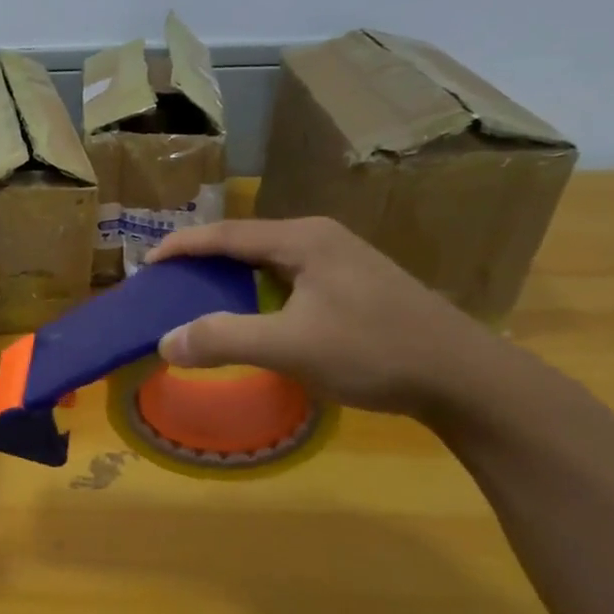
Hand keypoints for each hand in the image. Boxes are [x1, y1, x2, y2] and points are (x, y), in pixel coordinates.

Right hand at [148, 217, 510, 419]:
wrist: (466, 379)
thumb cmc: (374, 351)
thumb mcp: (290, 347)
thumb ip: (223, 340)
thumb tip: (164, 342)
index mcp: (303, 239)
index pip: (226, 234)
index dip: (182, 246)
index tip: (147, 263)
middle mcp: (321, 239)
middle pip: (246, 242)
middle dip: (203, 260)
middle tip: (168, 283)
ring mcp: (343, 261)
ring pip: (269, 261)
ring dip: (231, 276)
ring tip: (200, 296)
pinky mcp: (356, 286)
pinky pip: (289, 278)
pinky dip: (258, 291)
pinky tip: (254, 314)